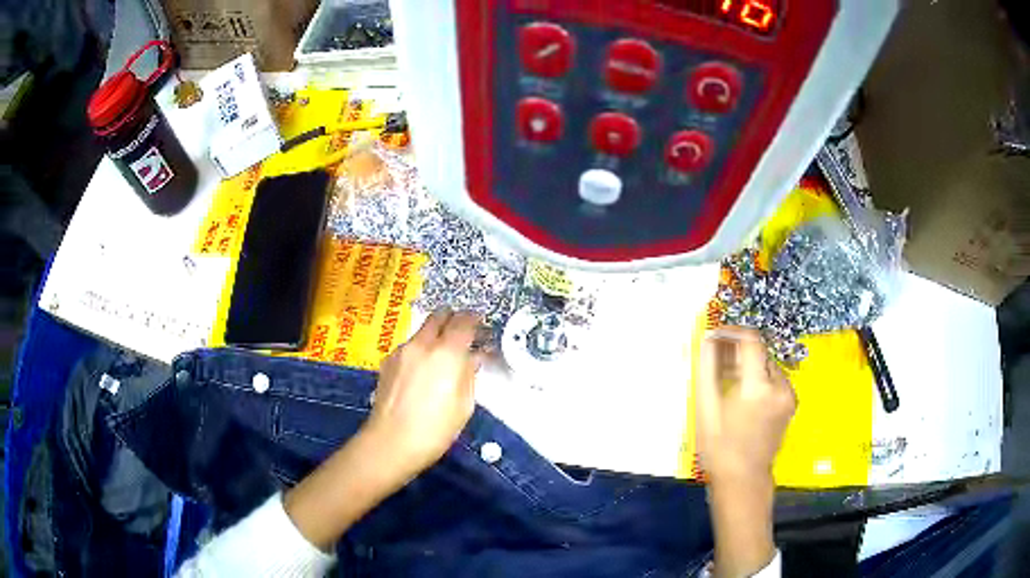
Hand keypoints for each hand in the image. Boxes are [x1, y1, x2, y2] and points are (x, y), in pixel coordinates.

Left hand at [284, 311, 481, 550]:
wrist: (391, 442)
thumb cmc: (436, 429)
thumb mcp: (464, 405)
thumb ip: (469, 373)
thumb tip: (474, 356)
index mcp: (447, 353)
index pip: (464, 322)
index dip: (475, 320)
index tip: (481, 324)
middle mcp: (423, 343)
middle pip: (439, 316)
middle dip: (453, 319)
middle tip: (462, 332)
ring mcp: (402, 350)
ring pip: (422, 330)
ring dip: (435, 333)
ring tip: (442, 353)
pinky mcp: (388, 361)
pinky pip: (409, 345)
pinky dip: (420, 348)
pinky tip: (422, 369)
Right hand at [695, 327, 795, 481]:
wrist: (743, 479)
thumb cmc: (719, 447)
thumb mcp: (706, 408)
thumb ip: (707, 369)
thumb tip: (708, 339)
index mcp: (758, 387)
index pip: (751, 340)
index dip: (732, 332)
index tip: (716, 336)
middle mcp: (780, 386)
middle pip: (759, 352)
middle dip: (738, 352)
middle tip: (716, 363)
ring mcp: (789, 395)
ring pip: (767, 365)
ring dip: (748, 366)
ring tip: (728, 381)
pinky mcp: (791, 403)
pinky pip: (774, 379)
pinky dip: (759, 379)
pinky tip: (743, 394)